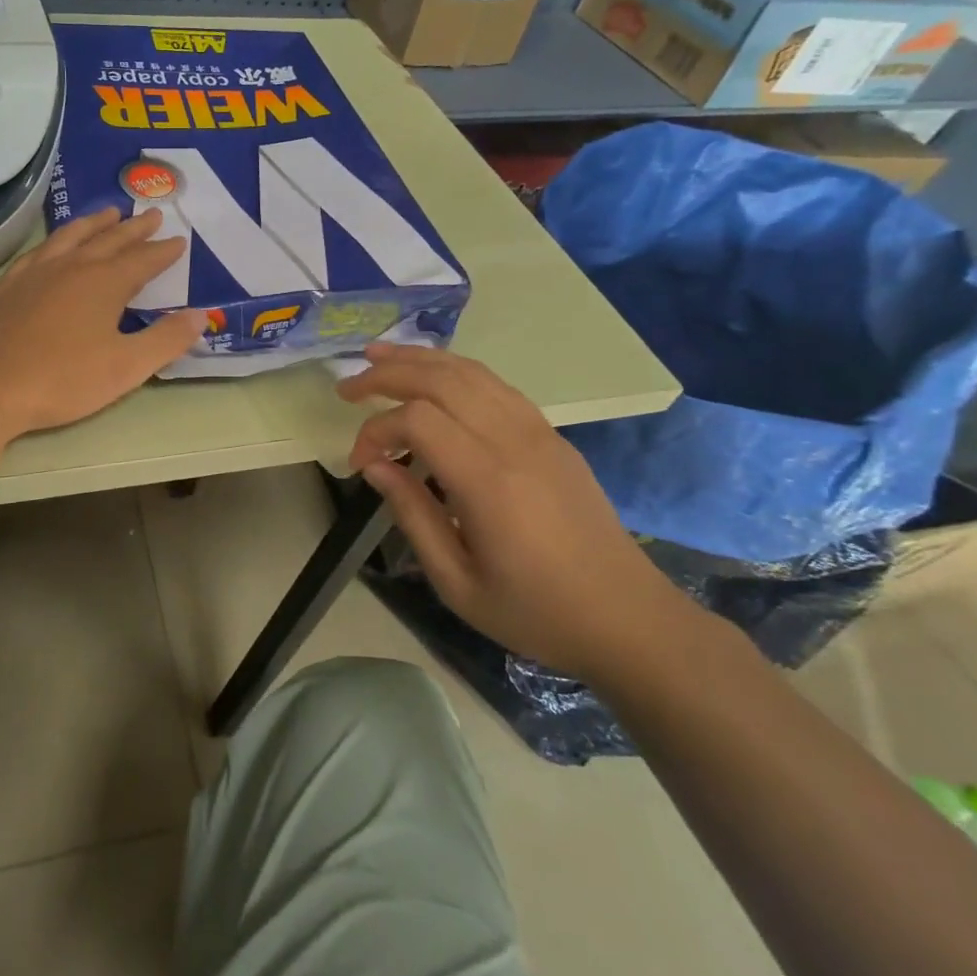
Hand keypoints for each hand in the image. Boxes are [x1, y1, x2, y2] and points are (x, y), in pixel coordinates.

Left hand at [0, 208, 206, 435]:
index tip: (179, 241)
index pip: (143, 260)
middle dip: (134, 229)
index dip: (163, 251)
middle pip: (110, 240)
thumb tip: (201, 315)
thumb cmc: (62, 379)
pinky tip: (53, 246)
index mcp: (105, 283)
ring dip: (94, 224)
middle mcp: (72, 267)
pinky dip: (55, 242)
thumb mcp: (126, 367)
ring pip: (72, 237)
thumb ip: (166, 340)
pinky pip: (39, 251)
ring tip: (108, 213)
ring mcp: (36, 273)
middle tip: (152, 215)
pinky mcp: (8, 286)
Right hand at [337, 343, 687, 680]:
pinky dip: (455, 370)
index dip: (376, 431)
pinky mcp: (552, 435)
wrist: (628, 620)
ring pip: (471, 372)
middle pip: (442, 380)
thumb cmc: (536, 612)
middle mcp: (514, 441)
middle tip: (348, 387)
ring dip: (420, 359)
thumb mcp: (457, 582)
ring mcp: (539, 432)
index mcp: (489, 482)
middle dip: (387, 373)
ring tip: (378, 355)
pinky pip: (496, 385)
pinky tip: (434, 377)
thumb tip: (374, 465)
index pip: (418, 421)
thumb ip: (412, 514)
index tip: (359, 462)